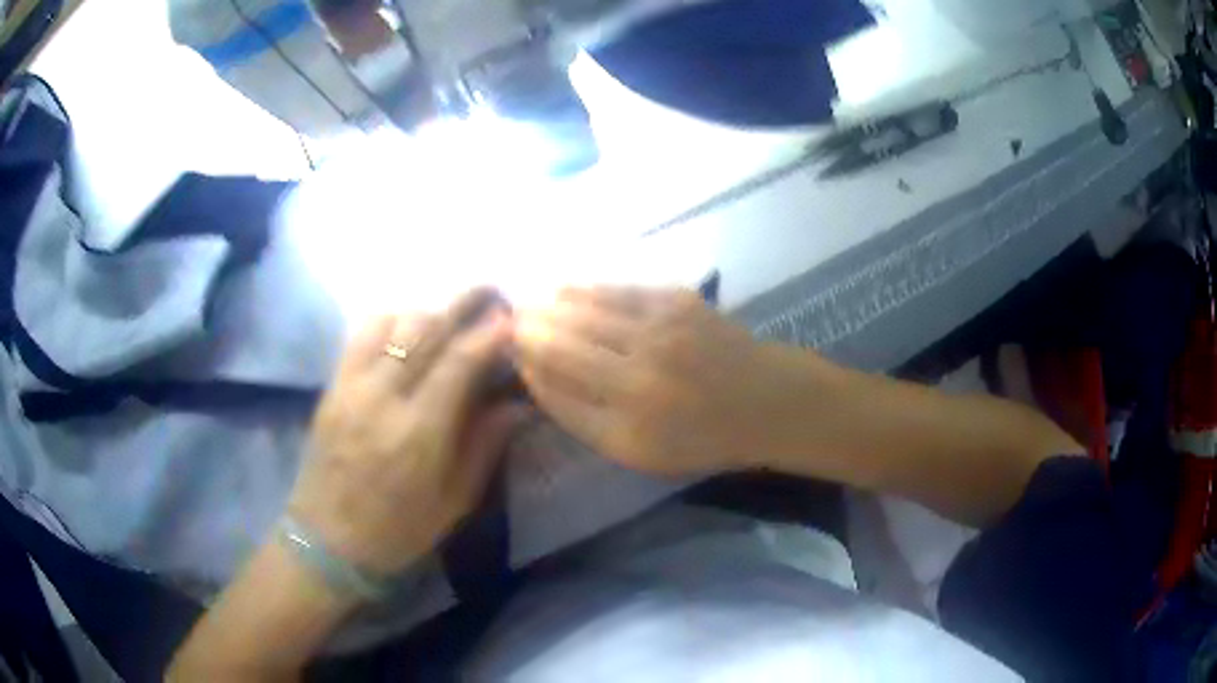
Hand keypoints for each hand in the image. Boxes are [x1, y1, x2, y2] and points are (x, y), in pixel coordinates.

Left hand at [287, 290, 528, 575]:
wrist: (327, 541)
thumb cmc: (398, 531)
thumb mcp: (453, 501)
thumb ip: (484, 446)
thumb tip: (517, 404)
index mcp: (418, 433)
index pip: (459, 363)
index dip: (489, 334)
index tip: (512, 317)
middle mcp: (382, 398)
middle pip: (425, 329)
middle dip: (462, 303)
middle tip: (489, 292)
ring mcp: (350, 386)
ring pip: (392, 323)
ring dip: (427, 311)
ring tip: (449, 316)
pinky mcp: (332, 386)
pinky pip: (360, 335)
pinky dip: (390, 321)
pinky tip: (405, 331)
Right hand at [515, 286, 802, 475]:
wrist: (765, 401)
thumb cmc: (699, 436)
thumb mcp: (637, 451)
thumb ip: (582, 418)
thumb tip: (535, 373)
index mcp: (628, 422)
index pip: (554, 386)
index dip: (525, 364)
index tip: (508, 351)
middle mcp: (640, 373)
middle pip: (561, 341)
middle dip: (527, 328)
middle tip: (507, 321)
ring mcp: (661, 330)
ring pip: (584, 308)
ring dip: (549, 304)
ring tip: (528, 302)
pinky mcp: (677, 300)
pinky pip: (616, 290)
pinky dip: (585, 289)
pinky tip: (565, 289)